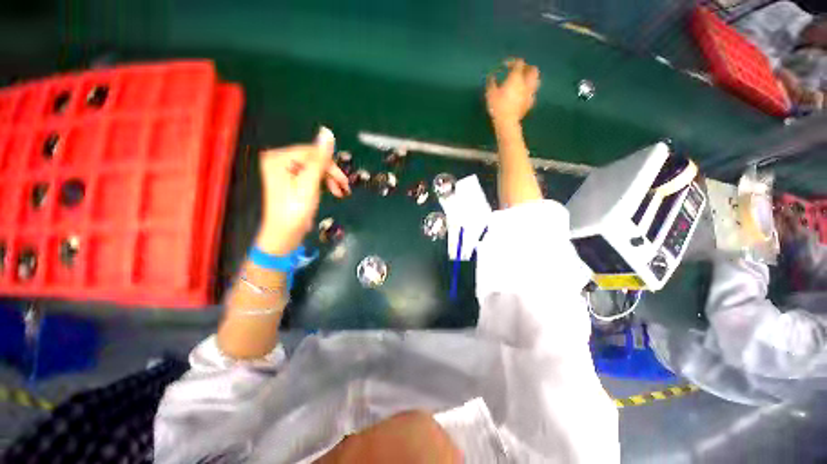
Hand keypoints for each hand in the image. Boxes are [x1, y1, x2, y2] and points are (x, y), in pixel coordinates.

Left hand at [255, 127, 350, 254]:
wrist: (283, 235)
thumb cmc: (295, 211)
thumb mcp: (309, 184)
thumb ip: (319, 159)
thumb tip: (327, 133)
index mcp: (279, 158)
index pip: (311, 152)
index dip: (330, 165)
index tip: (344, 181)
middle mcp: (279, 160)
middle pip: (313, 159)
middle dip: (331, 174)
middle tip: (344, 188)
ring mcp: (283, 170)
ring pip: (314, 168)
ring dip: (329, 179)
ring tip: (340, 193)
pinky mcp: (289, 180)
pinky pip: (310, 175)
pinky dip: (322, 183)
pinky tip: (331, 192)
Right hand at [486, 58, 539, 125]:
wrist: (507, 122)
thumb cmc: (497, 106)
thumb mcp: (490, 93)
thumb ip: (491, 83)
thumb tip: (492, 77)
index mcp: (516, 77)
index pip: (519, 63)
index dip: (513, 62)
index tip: (506, 66)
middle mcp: (526, 83)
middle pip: (533, 70)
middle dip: (527, 68)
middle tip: (520, 71)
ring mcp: (530, 93)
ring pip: (536, 81)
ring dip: (531, 79)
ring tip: (524, 82)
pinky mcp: (530, 103)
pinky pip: (532, 94)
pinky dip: (529, 92)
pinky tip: (524, 95)